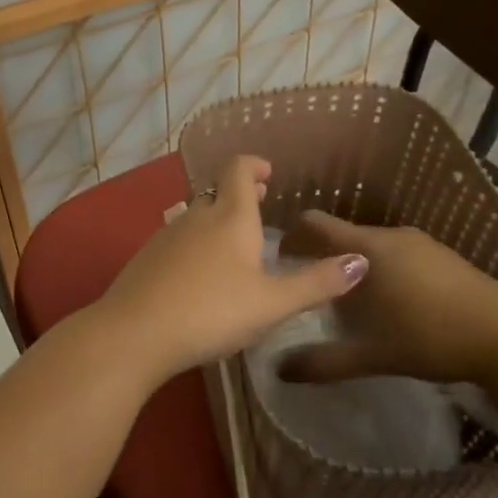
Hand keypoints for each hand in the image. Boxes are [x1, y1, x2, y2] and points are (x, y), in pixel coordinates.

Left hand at [92, 157, 368, 381]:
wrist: (135, 332)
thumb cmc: (211, 312)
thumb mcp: (272, 304)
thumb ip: (316, 283)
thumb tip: (362, 261)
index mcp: (229, 217)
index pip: (238, 171)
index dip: (254, 165)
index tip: (268, 172)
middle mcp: (195, 217)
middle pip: (217, 194)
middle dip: (240, 195)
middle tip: (260, 203)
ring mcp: (165, 237)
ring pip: (195, 217)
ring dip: (216, 220)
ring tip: (234, 241)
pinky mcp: (145, 259)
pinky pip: (177, 241)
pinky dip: (195, 244)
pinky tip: (199, 273)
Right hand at [275, 210, 497, 386]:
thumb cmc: (434, 340)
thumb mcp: (373, 355)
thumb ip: (324, 361)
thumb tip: (278, 369)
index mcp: (369, 249)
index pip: (314, 224)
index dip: (291, 237)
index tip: (280, 261)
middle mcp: (392, 235)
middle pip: (342, 235)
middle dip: (322, 257)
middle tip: (310, 290)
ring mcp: (423, 243)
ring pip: (371, 245)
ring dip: (353, 265)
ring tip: (348, 301)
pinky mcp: (445, 256)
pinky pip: (397, 253)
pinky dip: (381, 269)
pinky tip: (391, 303)